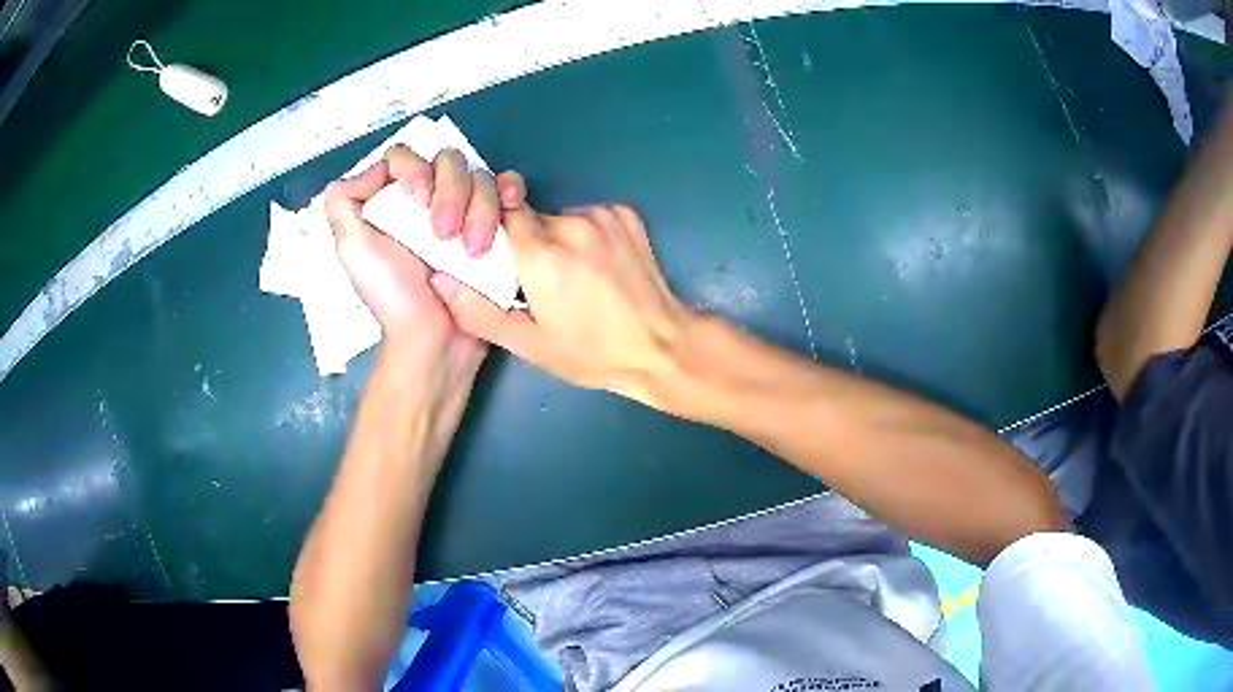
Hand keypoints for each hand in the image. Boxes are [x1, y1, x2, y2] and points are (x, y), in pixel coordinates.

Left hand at [323, 145, 525, 371]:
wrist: (436, 341)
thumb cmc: (392, 298)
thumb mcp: (351, 249)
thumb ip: (343, 202)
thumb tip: (377, 169)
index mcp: (393, 200)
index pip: (406, 156)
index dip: (415, 171)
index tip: (417, 202)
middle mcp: (430, 199)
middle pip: (449, 162)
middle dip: (451, 194)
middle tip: (444, 236)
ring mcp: (465, 211)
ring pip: (481, 177)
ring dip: (480, 209)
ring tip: (473, 252)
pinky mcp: (496, 227)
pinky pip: (509, 191)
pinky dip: (511, 192)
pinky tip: (510, 206)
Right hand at [430, 202, 691, 408]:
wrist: (661, 345)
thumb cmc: (591, 352)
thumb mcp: (529, 344)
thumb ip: (477, 310)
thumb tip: (437, 278)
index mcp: (542, 254)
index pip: (498, 215)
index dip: (493, 233)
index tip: (495, 256)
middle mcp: (571, 223)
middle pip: (529, 217)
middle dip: (527, 243)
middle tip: (540, 280)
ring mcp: (603, 215)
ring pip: (560, 216)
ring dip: (558, 239)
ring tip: (574, 276)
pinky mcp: (626, 214)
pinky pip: (589, 215)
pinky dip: (586, 234)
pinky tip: (599, 265)